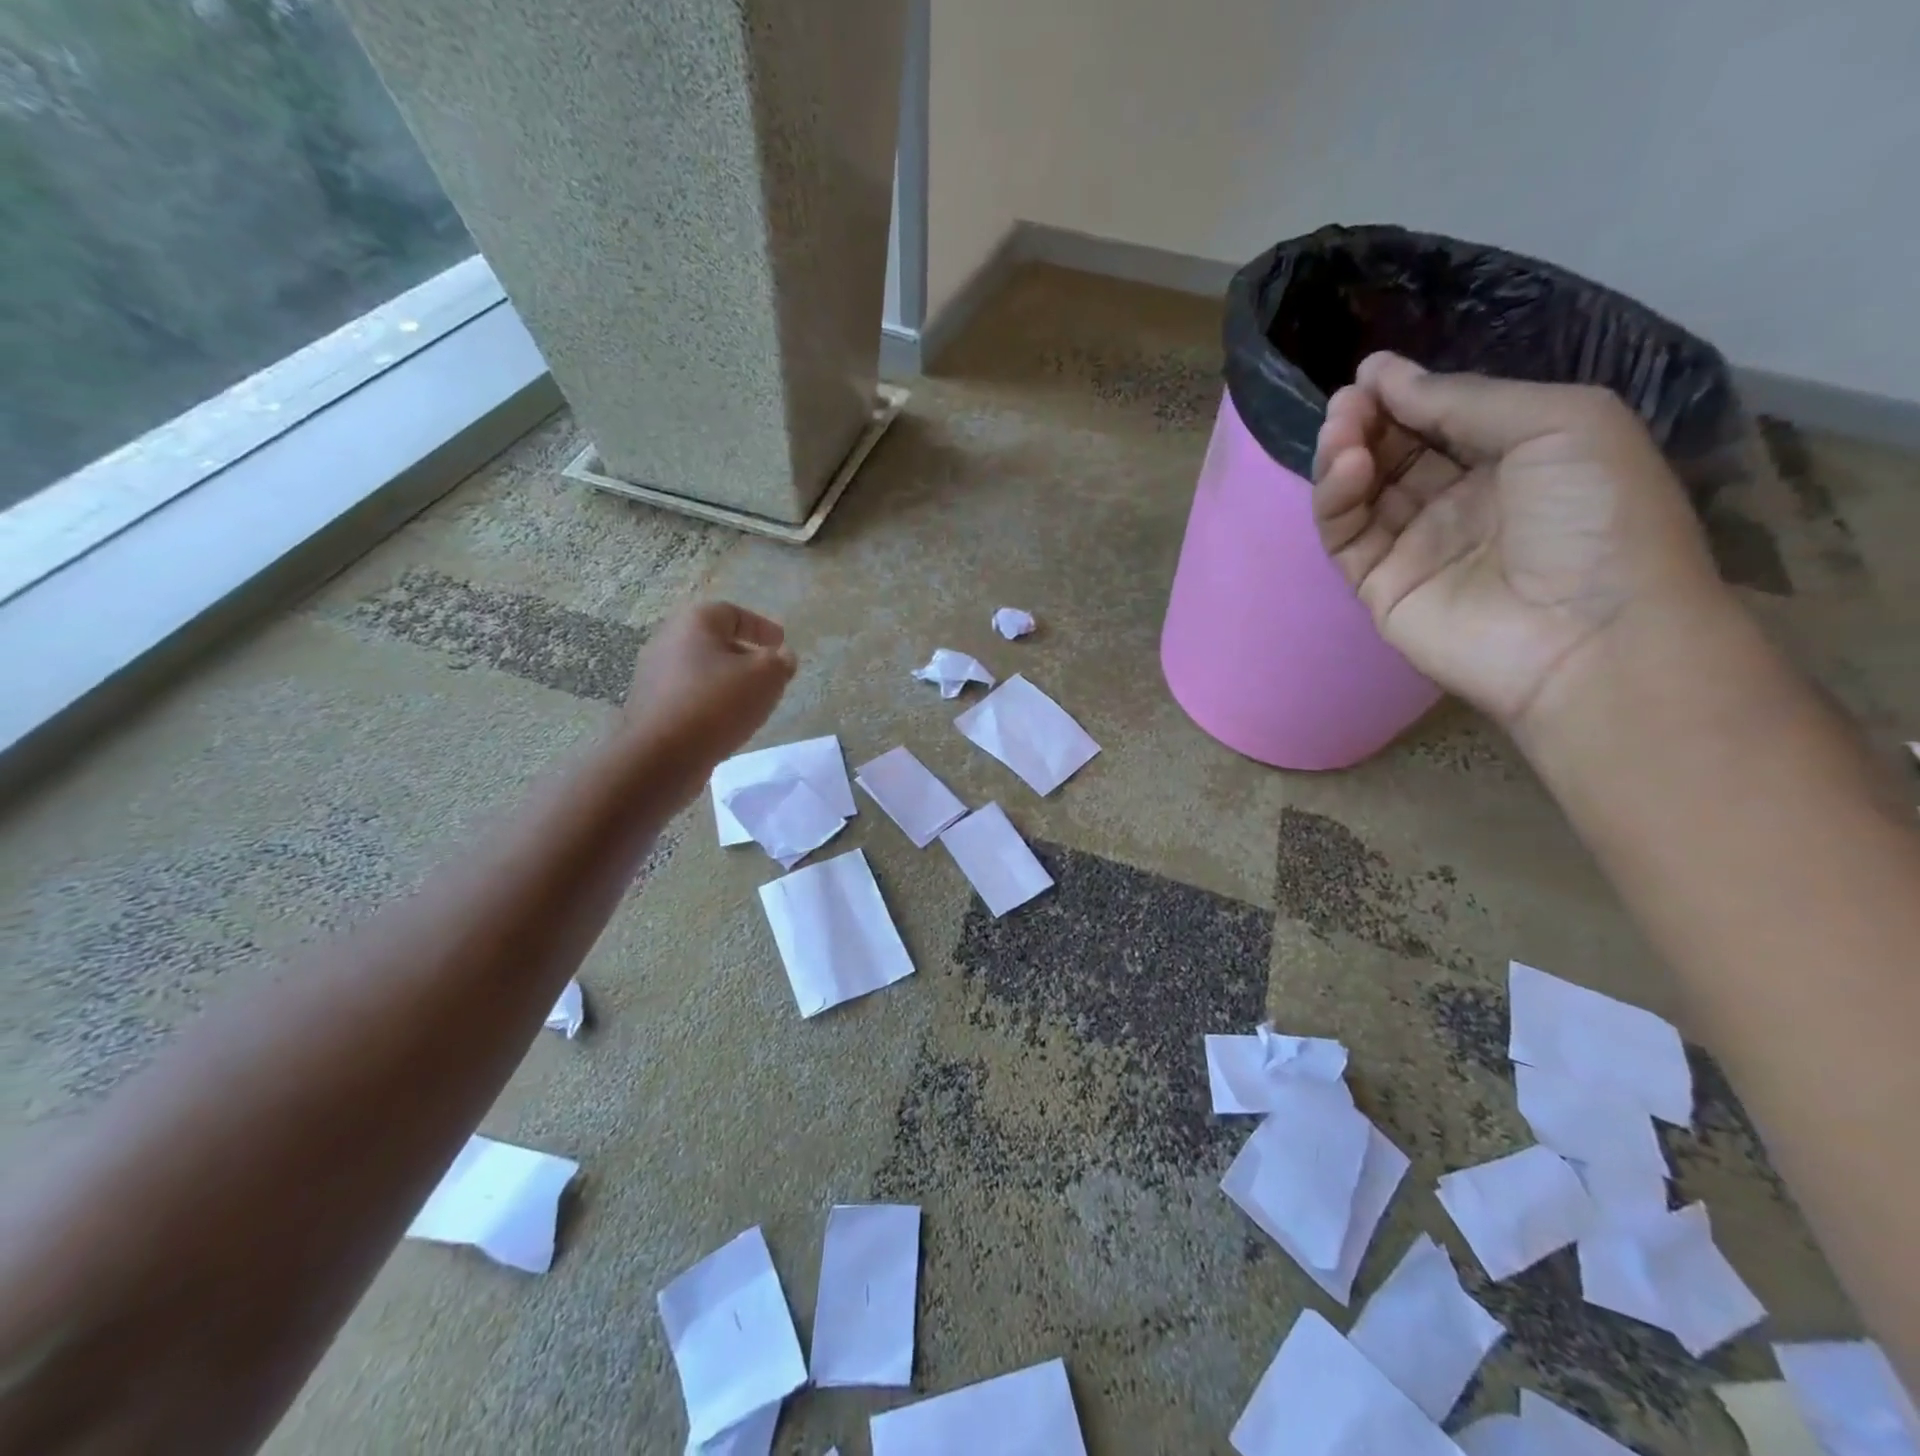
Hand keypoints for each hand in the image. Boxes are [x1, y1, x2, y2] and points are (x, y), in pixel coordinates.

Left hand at [622, 602, 796, 773]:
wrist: (660, 756)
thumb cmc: (717, 704)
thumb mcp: (766, 677)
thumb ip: (780, 662)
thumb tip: (782, 657)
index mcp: (694, 623)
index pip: (732, 613)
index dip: (761, 626)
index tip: (781, 643)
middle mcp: (667, 641)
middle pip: (713, 641)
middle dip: (743, 654)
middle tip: (768, 672)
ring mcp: (653, 676)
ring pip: (700, 670)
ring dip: (726, 680)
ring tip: (750, 700)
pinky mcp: (650, 707)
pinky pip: (688, 696)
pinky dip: (709, 702)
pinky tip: (725, 722)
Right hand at [1311, 352, 1726, 732]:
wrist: (1591, 636)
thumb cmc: (1598, 517)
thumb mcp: (1561, 423)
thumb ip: (1465, 399)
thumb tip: (1383, 376)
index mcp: (1516, 459)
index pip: (1444, 418)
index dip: (1406, 393)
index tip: (1369, 372)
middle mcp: (1462, 500)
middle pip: (1396, 451)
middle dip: (1369, 420)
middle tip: (1347, 401)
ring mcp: (1417, 545)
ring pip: (1363, 491)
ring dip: (1345, 454)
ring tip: (1340, 428)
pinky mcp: (1379, 585)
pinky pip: (1347, 535)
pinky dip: (1336, 499)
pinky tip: (1347, 469)